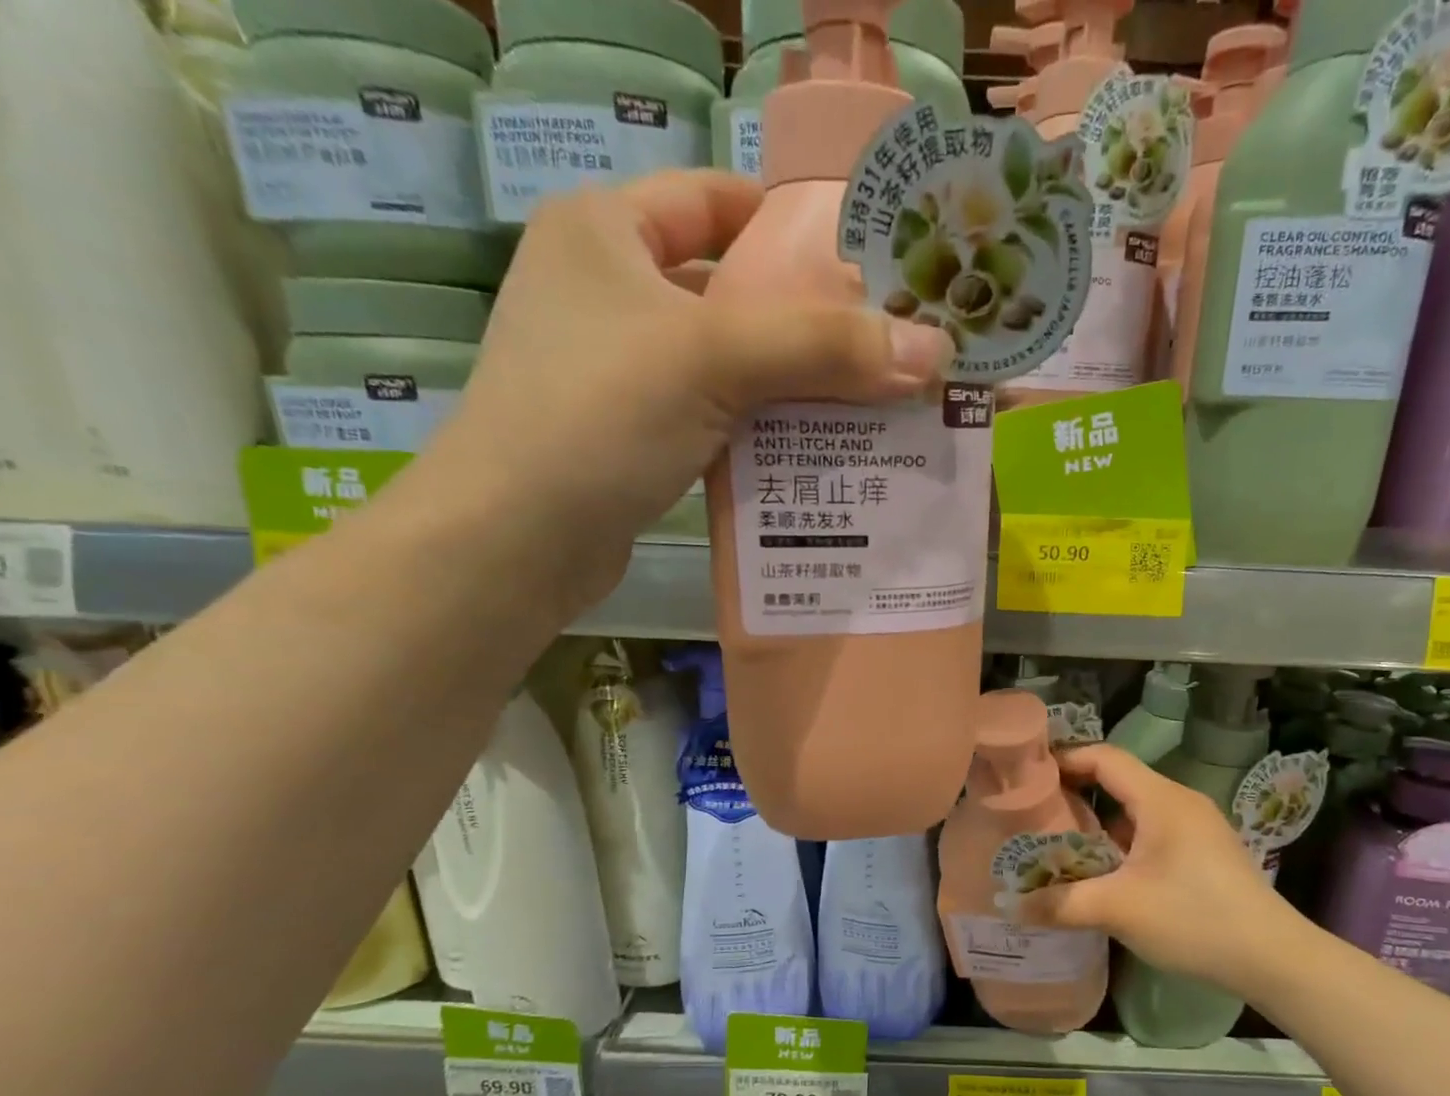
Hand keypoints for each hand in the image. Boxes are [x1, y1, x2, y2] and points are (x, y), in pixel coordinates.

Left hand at [429, 170, 953, 610]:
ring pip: (732, 365)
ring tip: (875, 405)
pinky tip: (820, 454)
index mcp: (608, 231)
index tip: (867, 259)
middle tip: (889, 345)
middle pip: (734, 292)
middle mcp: (610, 291)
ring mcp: (621, 370)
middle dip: (811, 322)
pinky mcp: (636, 438)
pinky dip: (766, 433)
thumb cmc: (598, 416)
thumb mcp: (712, 360)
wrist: (516, 540)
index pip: (715, 200)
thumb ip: (823, 347)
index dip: (791, 224)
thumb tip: (934, 349)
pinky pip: (719, 419)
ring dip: (796, 387)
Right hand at [1019, 744, 1300, 993]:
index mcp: (1161, 799)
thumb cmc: (1194, 919)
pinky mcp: (1203, 852)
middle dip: (1075, 792)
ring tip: (1058, 842)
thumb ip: (1062, 904)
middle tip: (1033, 811)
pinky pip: (1152, 832)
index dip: (1065, 759)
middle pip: (1118, 781)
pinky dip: (1121, 841)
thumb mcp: (1119, 910)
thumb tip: (1012, 906)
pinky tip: (1102, 871)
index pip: (1105, 758)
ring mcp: (1196, 827)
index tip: (1029, 775)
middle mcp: (1179, 802)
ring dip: (1098, 822)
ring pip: (1135, 810)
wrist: (1273, 958)